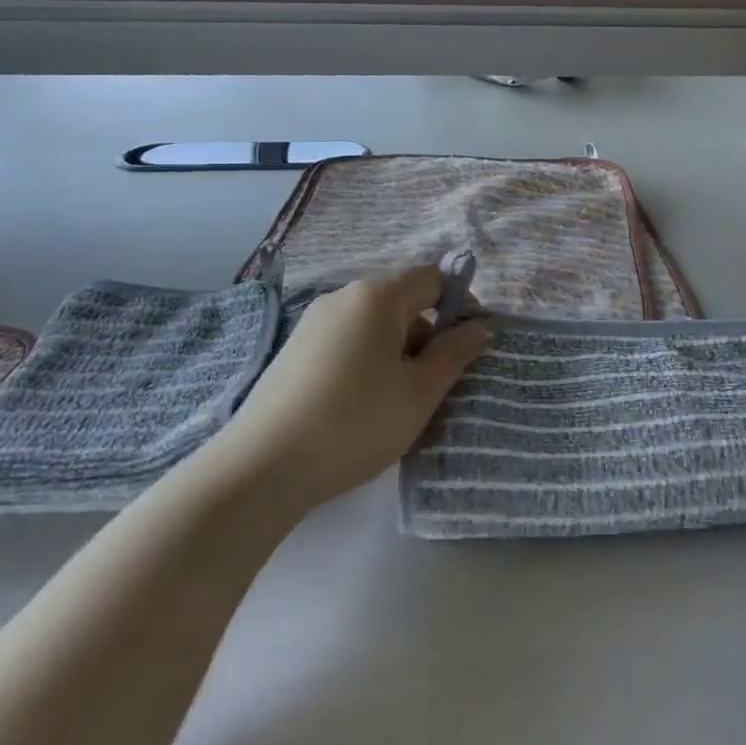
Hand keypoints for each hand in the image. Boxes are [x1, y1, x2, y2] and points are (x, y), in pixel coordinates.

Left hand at [205, 268, 488, 512]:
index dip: (459, 306)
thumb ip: (455, 353)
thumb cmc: (357, 422)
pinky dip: (366, 360)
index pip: (432, 279)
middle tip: (433, 384)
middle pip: (402, 301)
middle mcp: (343, 296)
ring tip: (396, 401)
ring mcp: (313, 321)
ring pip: (373, 324)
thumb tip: (481, 326)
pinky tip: (360, 405)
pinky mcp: (294, 348)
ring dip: (397, 351)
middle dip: (427, 334)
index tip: (468, 347)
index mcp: (377, 296)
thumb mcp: (420, 392)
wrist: (264, 465)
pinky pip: (347, 341)